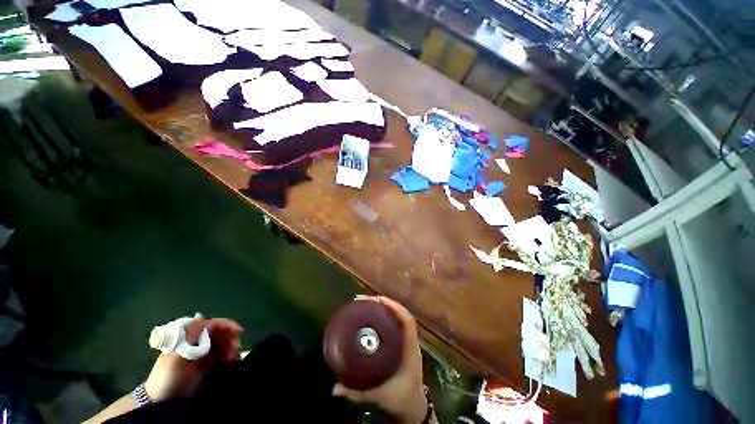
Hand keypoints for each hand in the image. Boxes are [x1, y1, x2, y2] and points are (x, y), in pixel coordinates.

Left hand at [144, 316, 242, 401]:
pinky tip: (231, 360)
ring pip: (223, 343)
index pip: (211, 325)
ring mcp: (202, 354)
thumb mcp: (176, 355)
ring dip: (231, 347)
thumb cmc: (168, 375)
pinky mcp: (206, 365)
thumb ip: (189, 336)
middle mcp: (197, 342)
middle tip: (236, 347)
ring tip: (233, 356)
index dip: (226, 325)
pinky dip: (229, 355)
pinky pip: (222, 355)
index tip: (238, 331)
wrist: (162, 400)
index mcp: (189, 336)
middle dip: (230, 337)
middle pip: (219, 333)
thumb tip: (200, 315)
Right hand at [332, 296, 426, 423]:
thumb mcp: (380, 395)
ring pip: (397, 318)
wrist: (413, 408)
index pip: (406, 320)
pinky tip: (371, 319)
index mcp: (410, 349)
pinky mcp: (402, 345)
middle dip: (384, 304)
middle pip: (400, 314)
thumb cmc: (401, 399)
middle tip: (364, 301)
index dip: (394, 307)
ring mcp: (407, 342)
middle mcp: (410, 341)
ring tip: (366, 305)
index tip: (378, 300)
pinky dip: (384, 318)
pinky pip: (394, 325)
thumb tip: (335, 388)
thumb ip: (357, 392)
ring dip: (384, 309)